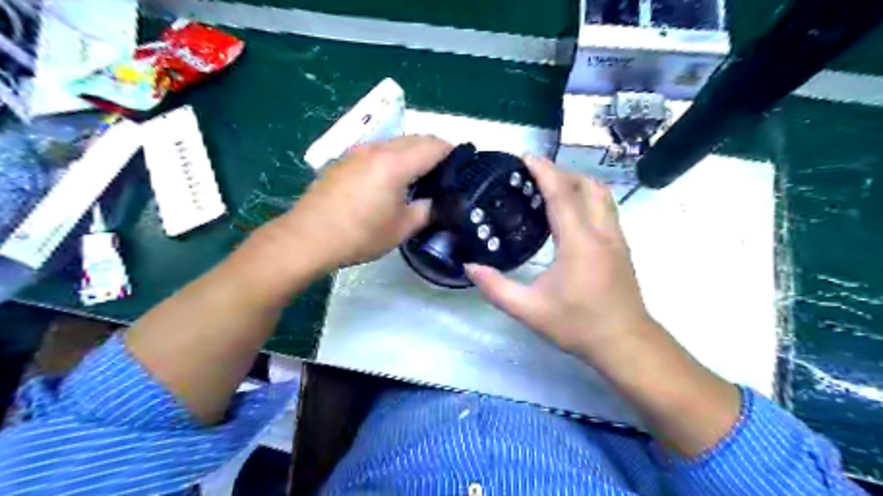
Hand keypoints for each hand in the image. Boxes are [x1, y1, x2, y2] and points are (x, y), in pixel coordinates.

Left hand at [277, 135, 454, 271]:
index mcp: (395, 163)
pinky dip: (394, 157)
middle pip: (416, 138)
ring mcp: (358, 152)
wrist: (307, 237)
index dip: (453, 152)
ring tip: (421, 178)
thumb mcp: (401, 227)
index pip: (434, 146)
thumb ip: (427, 210)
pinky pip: (378, 150)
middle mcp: (377, 149)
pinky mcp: (345, 160)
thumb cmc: (359, 235)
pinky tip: (391, 180)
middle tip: (446, 175)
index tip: (464, 167)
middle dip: (435, 150)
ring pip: (396, 142)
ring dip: (413, 153)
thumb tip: (442, 203)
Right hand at [465, 158, 649, 357]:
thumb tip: (469, 267)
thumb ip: (496, 288)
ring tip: (550, 191)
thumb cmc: (578, 325)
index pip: (561, 194)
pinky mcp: (621, 246)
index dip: (543, 171)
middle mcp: (602, 232)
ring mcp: (617, 238)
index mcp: (579, 242)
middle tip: (533, 178)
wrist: (625, 343)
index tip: (525, 157)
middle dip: (561, 172)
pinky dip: (586, 198)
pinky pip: (605, 208)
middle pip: (587, 185)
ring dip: (577, 183)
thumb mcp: (530, 310)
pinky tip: (569, 215)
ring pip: (601, 194)